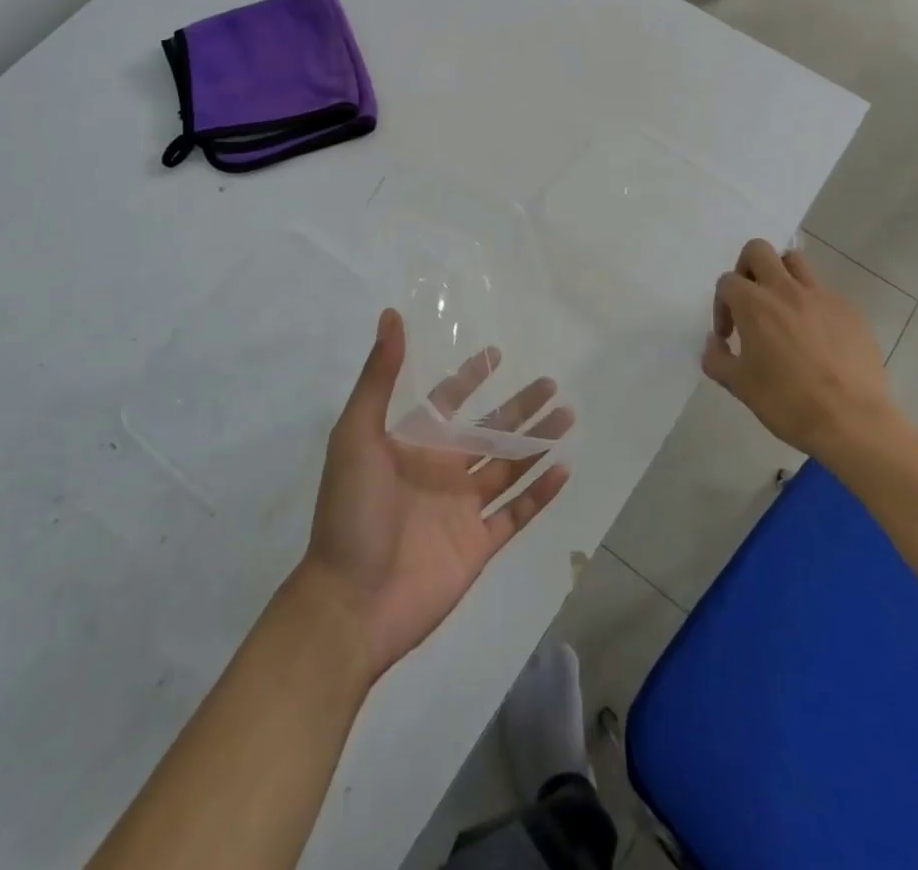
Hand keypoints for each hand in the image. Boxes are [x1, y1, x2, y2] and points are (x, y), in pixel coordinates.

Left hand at [297, 309, 571, 681]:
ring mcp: (462, 509)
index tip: (496, 353)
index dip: (469, 377)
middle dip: (519, 407)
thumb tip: (391, 315)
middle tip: (551, 384)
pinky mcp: (478, 544)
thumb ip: (379, 377)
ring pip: (509, 466)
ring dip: (537, 442)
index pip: (447, 402)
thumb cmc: (351, 512)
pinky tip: (564, 469)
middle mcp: (440, 470)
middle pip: (488, 431)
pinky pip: (517, 513)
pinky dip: (541, 493)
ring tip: (567, 416)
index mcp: (411, 445)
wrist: (351, 603)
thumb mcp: (357, 434)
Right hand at [702, 239, 897, 456]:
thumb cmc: (787, 402)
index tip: (729, 335)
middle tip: (751, 301)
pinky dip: (814, 305)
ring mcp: (822, 296)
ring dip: (782, 276)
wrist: (851, 421)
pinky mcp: (850, 310)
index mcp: (754, 305)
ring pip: (795, 262)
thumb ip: (717, 358)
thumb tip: (715, 342)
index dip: (722, 306)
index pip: (727, 282)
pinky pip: (825, 293)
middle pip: (759, 250)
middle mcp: (786, 290)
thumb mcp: (738, 385)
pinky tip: (818, 339)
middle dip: (747, 268)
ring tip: (784, 310)